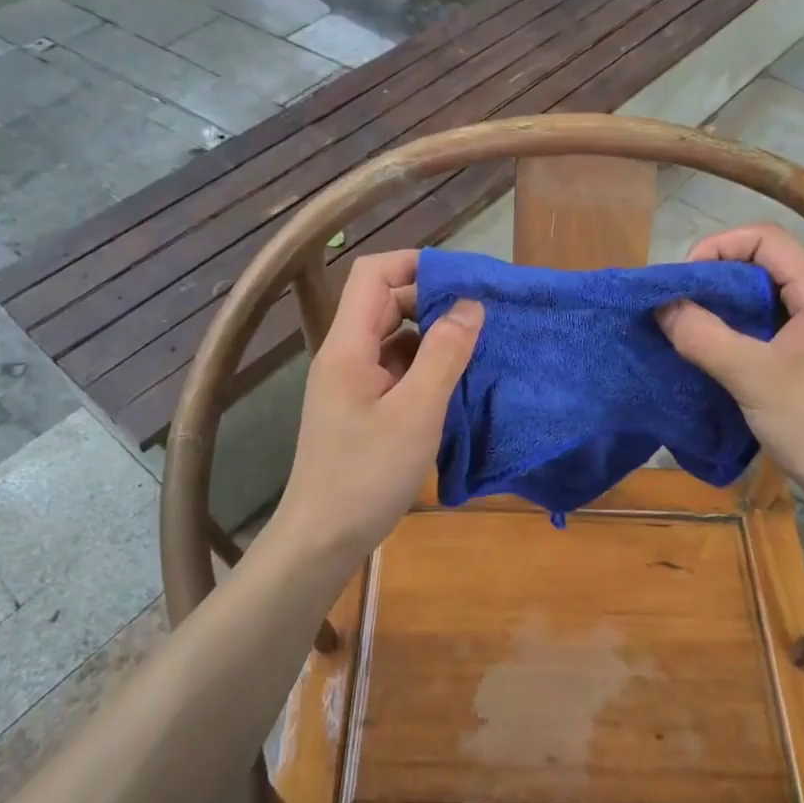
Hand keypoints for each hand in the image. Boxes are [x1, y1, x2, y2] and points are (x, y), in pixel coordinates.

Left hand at [275, 250, 482, 560]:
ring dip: (431, 334)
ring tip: (476, 344)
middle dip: (431, 299)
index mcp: (348, 346)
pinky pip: (395, 367)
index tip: (463, 279)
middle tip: (480, 314)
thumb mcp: (416, 413)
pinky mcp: (362, 406)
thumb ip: (444, 354)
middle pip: (385, 302)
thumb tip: (471, 304)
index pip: (373, 274)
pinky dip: (424, 365)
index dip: (415, 264)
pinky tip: (454, 380)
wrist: (323, 538)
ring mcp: (352, 381)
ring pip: (393, 336)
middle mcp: (345, 355)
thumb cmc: (367, 475)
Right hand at [658, 224, 803, 519]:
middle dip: (716, 279)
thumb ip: (705, 337)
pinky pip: (773, 331)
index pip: (766, 239)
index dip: (718, 246)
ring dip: (726, 309)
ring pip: (767, 301)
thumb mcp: (754, 380)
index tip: (682, 280)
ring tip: (689, 330)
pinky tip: (715, 356)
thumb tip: (663, 306)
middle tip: (678, 306)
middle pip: (765, 266)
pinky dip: (740, 334)